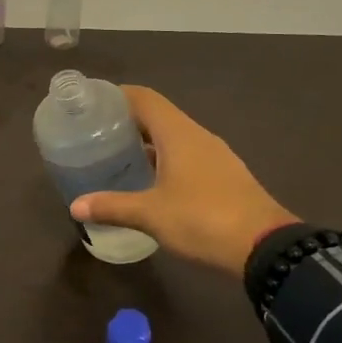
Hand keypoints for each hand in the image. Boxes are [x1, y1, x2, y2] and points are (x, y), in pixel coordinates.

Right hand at [71, 87, 298, 275]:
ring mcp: (215, 156)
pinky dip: (164, 159)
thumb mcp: (151, 214)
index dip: (118, 95)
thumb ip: (112, 206)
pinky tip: (150, 181)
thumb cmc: (203, 219)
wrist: (266, 247)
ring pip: (174, 137)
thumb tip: (75, 206)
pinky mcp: (225, 176)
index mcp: (179, 133)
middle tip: (96, 134)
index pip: (145, 98)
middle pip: (158, 115)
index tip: (92, 103)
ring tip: (118, 156)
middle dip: (127, 121)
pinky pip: (187, 156)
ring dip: (147, 142)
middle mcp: (198, 136)